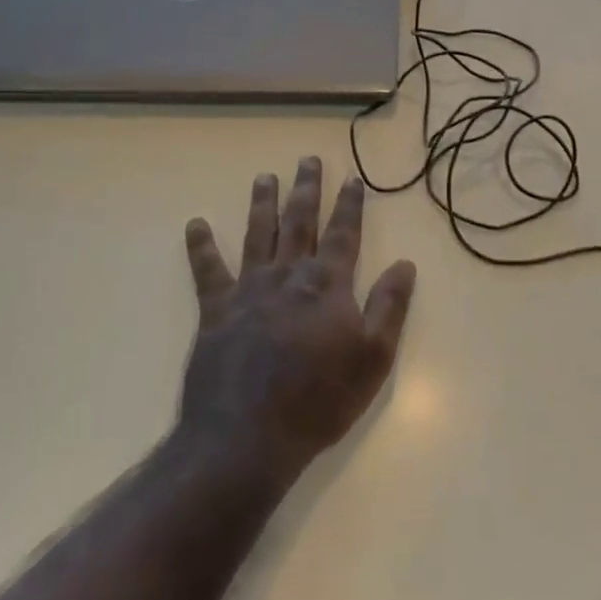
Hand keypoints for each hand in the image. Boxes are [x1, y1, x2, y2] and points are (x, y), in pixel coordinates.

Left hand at [178, 157, 416, 481]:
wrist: (246, 439)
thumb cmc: (318, 401)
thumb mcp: (372, 359)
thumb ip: (389, 307)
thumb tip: (405, 264)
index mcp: (327, 285)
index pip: (343, 233)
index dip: (349, 205)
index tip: (352, 179)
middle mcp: (288, 275)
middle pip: (299, 222)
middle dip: (306, 189)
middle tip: (307, 160)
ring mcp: (249, 290)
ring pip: (257, 235)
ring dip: (262, 204)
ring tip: (264, 177)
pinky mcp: (216, 311)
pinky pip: (207, 271)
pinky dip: (201, 247)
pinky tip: (195, 224)